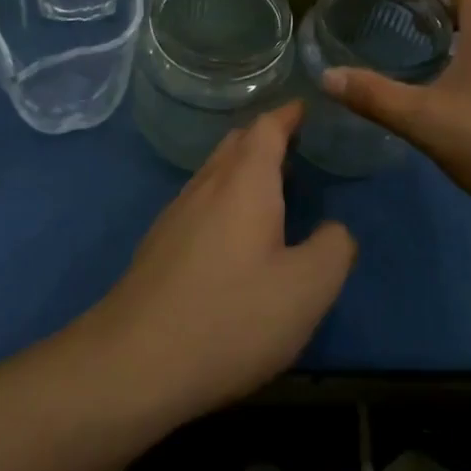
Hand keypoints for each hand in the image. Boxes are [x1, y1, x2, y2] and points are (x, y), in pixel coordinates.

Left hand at [88, 103, 356, 420]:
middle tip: (296, 147)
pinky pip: (200, 201)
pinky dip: (225, 197)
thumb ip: (334, 249)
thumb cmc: (231, 317)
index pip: (266, 128)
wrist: (135, 362)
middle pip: (236, 144)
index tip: (305, 107)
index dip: (288, 114)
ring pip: (215, 172)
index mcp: (245, 182)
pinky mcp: (159, 245)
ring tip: (272, 187)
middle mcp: (207, 185)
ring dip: (244, 169)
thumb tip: (335, 230)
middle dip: (265, 137)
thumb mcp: (307, 289)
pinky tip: (234, 234)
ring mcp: (176, 214)